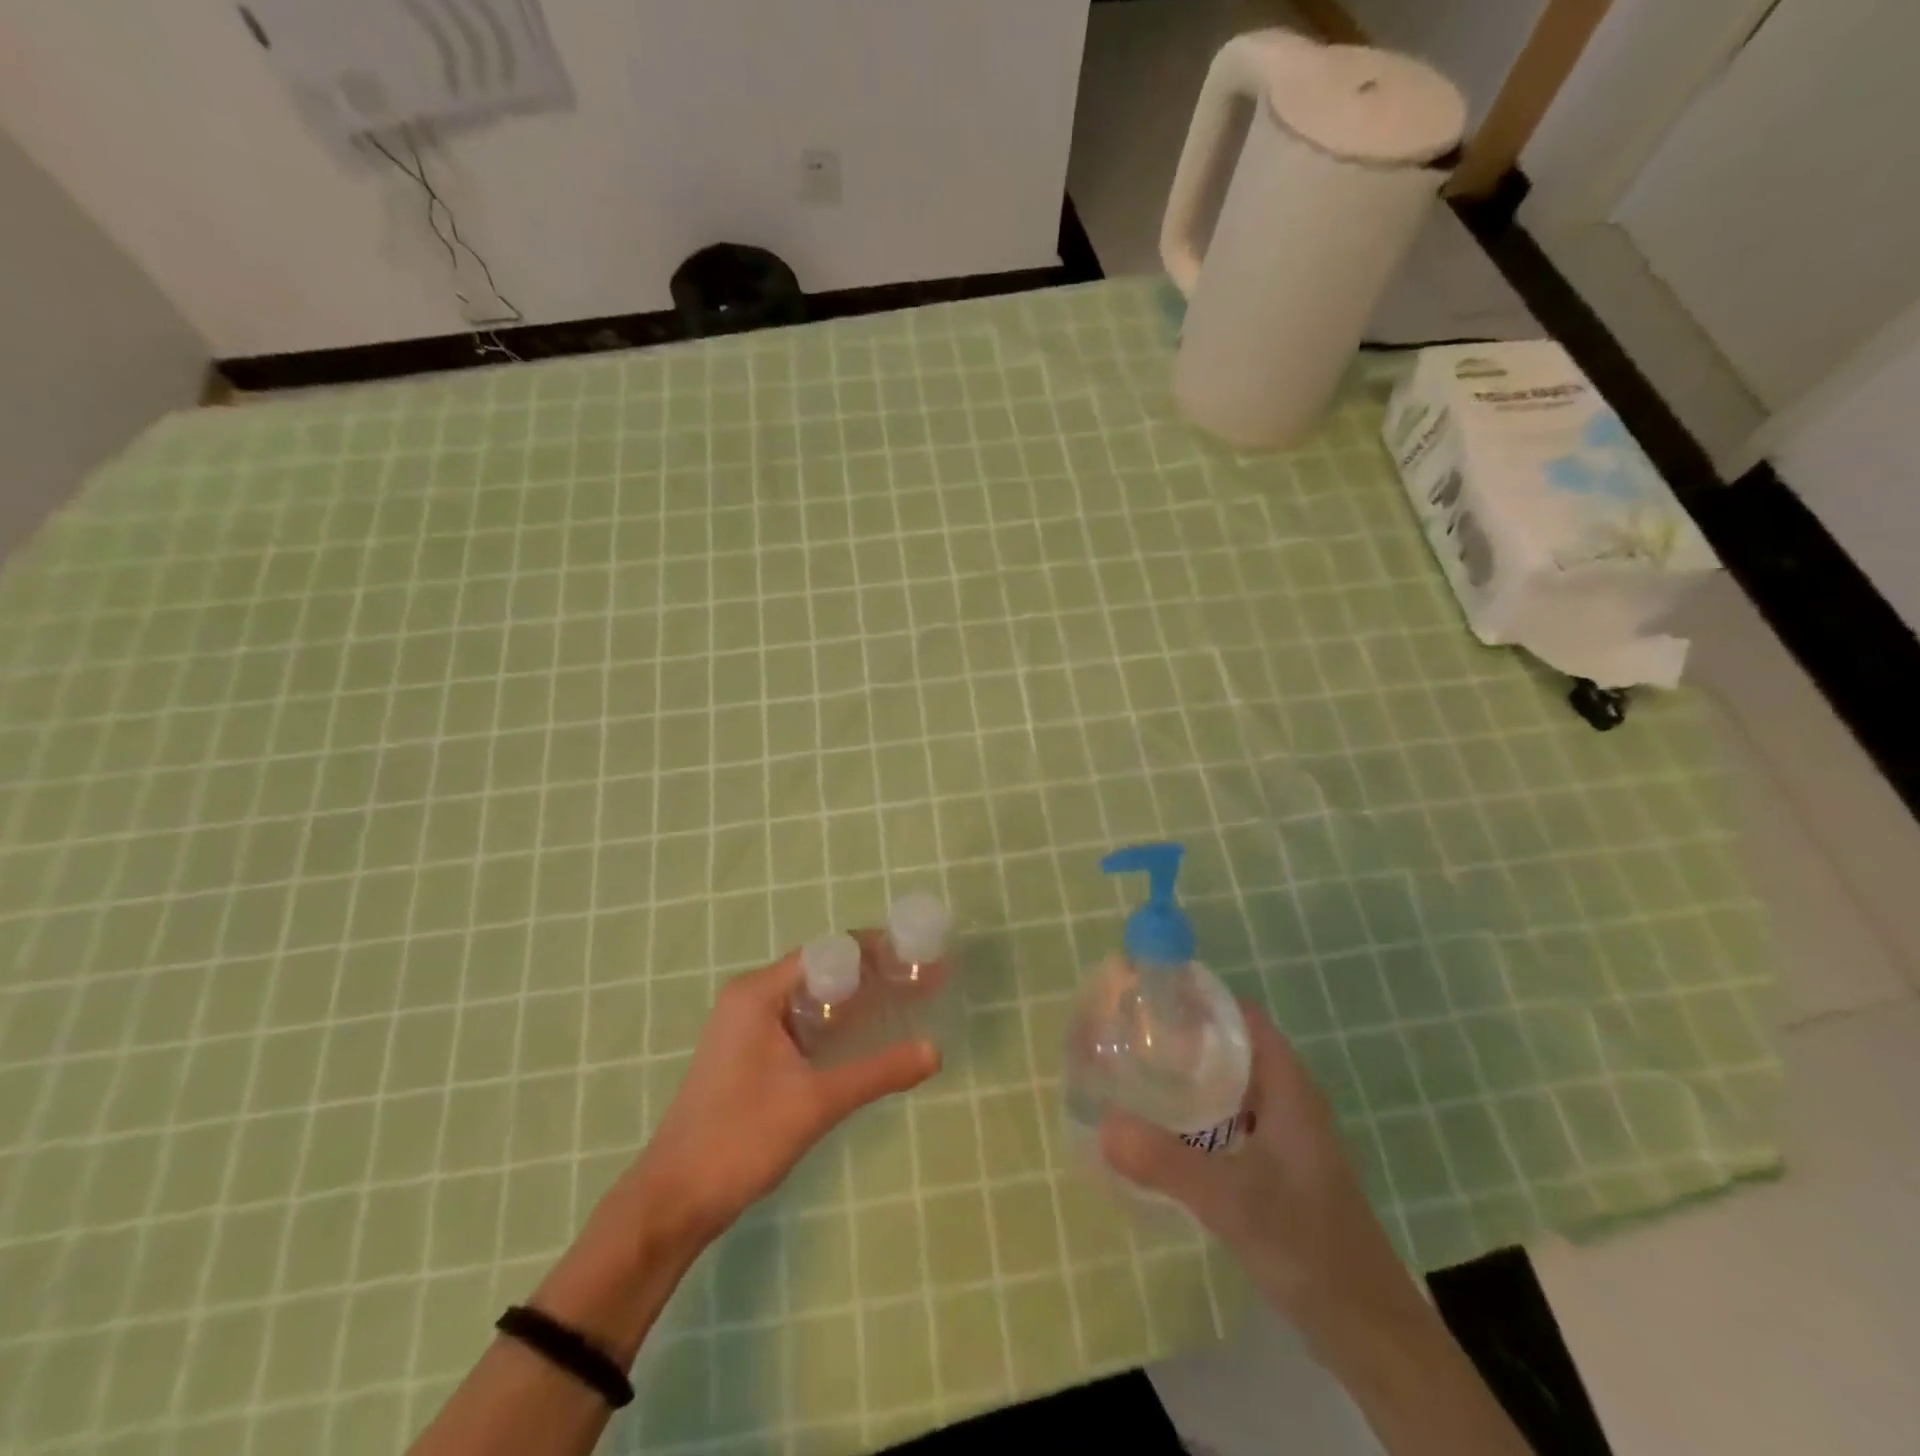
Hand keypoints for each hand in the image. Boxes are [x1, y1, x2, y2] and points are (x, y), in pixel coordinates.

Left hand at [633, 950, 939, 1246]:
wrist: (672, 1202)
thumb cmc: (740, 1139)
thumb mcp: (817, 1103)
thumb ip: (878, 1072)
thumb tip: (936, 1051)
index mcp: (758, 993)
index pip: (828, 952)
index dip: (876, 952)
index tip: (917, 958)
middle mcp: (750, 997)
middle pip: (821, 970)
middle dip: (872, 974)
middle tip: (920, 981)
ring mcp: (746, 1025)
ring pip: (811, 998)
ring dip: (855, 999)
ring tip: (904, 1002)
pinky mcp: (748, 1052)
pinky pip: (800, 1021)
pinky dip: (834, 1023)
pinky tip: (865, 1037)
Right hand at [1099, 1004, 1421, 1335]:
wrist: (1368, 1329)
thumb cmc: (1308, 1245)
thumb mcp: (1231, 1200)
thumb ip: (1166, 1162)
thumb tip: (1103, 1125)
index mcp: (1287, 1087)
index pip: (1241, 1017)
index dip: (1198, 1000)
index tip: (1149, 998)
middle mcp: (1287, 1099)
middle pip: (1231, 1046)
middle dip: (1183, 1037)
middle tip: (1129, 1035)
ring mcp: (1285, 1134)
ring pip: (1230, 1084)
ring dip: (1189, 1075)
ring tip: (1136, 1072)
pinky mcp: (1277, 1165)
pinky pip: (1231, 1118)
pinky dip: (1199, 1112)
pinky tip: (1165, 1129)